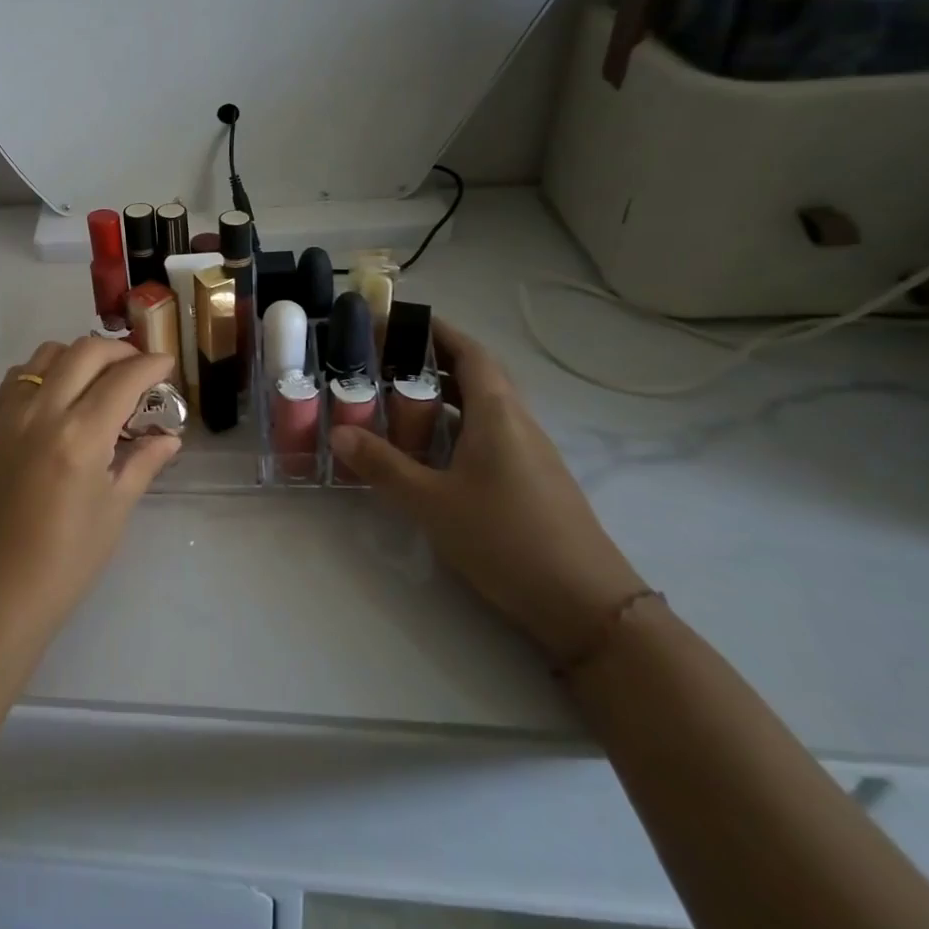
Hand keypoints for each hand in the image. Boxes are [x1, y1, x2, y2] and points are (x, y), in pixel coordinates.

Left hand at [0, 338, 181, 637]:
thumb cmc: (66, 561)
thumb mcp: (114, 511)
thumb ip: (142, 463)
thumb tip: (169, 437)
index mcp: (80, 437)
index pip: (122, 380)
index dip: (151, 366)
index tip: (167, 365)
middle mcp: (43, 412)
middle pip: (85, 352)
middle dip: (120, 351)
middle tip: (140, 369)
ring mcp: (12, 415)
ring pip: (48, 354)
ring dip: (80, 355)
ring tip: (101, 377)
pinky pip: (20, 376)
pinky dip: (45, 370)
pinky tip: (60, 394)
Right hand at [330, 320, 645, 660]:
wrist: (588, 608)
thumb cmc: (507, 540)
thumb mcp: (432, 502)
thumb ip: (384, 466)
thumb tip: (340, 433)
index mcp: (498, 415)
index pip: (469, 353)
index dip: (435, 330)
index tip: (396, 320)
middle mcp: (517, 424)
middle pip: (476, 375)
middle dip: (431, 359)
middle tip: (383, 360)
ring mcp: (529, 454)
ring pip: (481, 407)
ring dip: (442, 394)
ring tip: (395, 398)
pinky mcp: (530, 482)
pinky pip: (487, 435)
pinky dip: (454, 427)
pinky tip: (427, 450)